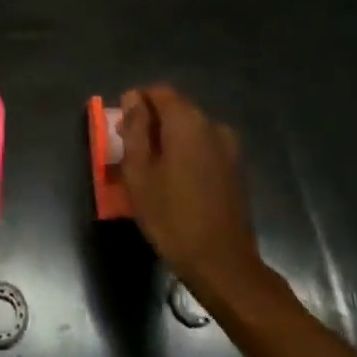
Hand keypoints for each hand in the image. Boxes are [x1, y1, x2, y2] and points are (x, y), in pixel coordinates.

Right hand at [119, 84, 266, 301]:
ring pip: (189, 129)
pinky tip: (174, 180)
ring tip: (150, 168)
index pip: (158, 92)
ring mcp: (229, 148)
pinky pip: (203, 147)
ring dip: (168, 139)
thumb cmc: (171, 216)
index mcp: (187, 121)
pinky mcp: (235, 169)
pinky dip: (185, 153)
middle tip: (129, 149)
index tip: (120, 127)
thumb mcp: (139, 172)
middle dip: (150, 122)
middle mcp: (212, 125)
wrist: (223, 265)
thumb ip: (135, 129)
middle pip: (175, 109)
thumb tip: (133, 98)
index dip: (136, 103)